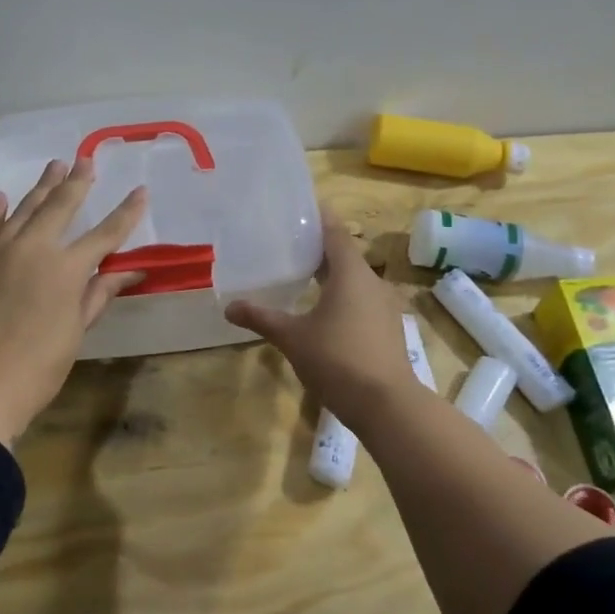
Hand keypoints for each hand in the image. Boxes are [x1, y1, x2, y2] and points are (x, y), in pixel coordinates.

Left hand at [0, 158, 147, 443]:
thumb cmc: (35, 369)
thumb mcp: (74, 332)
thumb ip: (97, 294)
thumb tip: (129, 272)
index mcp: (64, 268)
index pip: (104, 234)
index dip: (125, 213)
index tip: (140, 191)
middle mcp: (30, 248)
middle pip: (59, 207)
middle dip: (76, 183)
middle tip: (86, 161)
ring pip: (20, 210)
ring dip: (40, 188)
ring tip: (53, 167)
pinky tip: (0, 197)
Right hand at [225, 215, 419, 429]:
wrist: (386, 405)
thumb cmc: (337, 360)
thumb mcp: (292, 337)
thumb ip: (261, 318)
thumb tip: (228, 307)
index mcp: (350, 274)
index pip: (335, 233)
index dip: (319, 218)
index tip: (300, 209)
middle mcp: (372, 283)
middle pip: (344, 255)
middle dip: (318, 249)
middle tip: (288, 243)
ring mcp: (383, 307)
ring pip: (354, 281)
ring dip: (331, 275)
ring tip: (301, 275)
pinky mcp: (386, 329)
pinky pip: (361, 301)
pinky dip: (341, 298)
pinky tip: (322, 312)